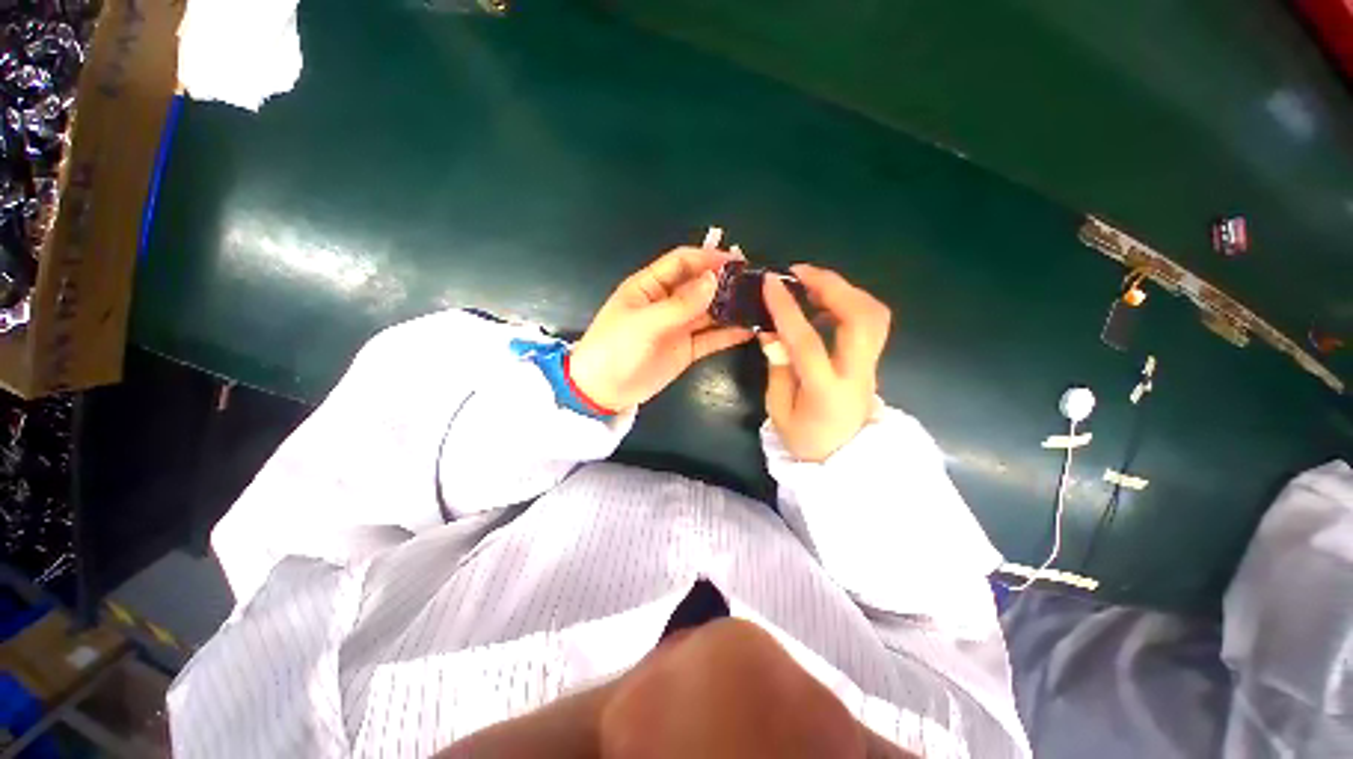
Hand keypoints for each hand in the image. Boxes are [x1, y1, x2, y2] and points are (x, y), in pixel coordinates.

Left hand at [569, 247, 754, 410]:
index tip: (737, 262)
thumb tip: (714, 280)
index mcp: (650, 286)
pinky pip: (711, 337)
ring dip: (732, 307)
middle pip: (700, 285)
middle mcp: (667, 302)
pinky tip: (750, 330)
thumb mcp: (644, 323)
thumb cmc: (615, 348)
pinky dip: (729, 334)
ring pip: (710, 311)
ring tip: (760, 305)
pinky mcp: (687, 349)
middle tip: (756, 285)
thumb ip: (680, 304)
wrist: (603, 391)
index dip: (708, 258)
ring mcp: (679, 326)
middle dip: (726, 283)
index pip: (682, 262)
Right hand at [761, 264, 890, 461]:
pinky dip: (850, 302)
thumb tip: (771, 331)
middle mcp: (857, 373)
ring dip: (843, 289)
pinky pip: (871, 321)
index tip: (770, 283)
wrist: (844, 462)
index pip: (807, 342)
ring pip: (874, 314)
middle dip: (831, 285)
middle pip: (861, 317)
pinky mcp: (873, 361)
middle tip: (799, 273)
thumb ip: (777, 368)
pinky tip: (825, 303)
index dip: (787, 309)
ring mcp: (871, 366)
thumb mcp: (778, 410)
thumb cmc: (805, 441)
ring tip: (811, 283)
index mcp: (825, 391)